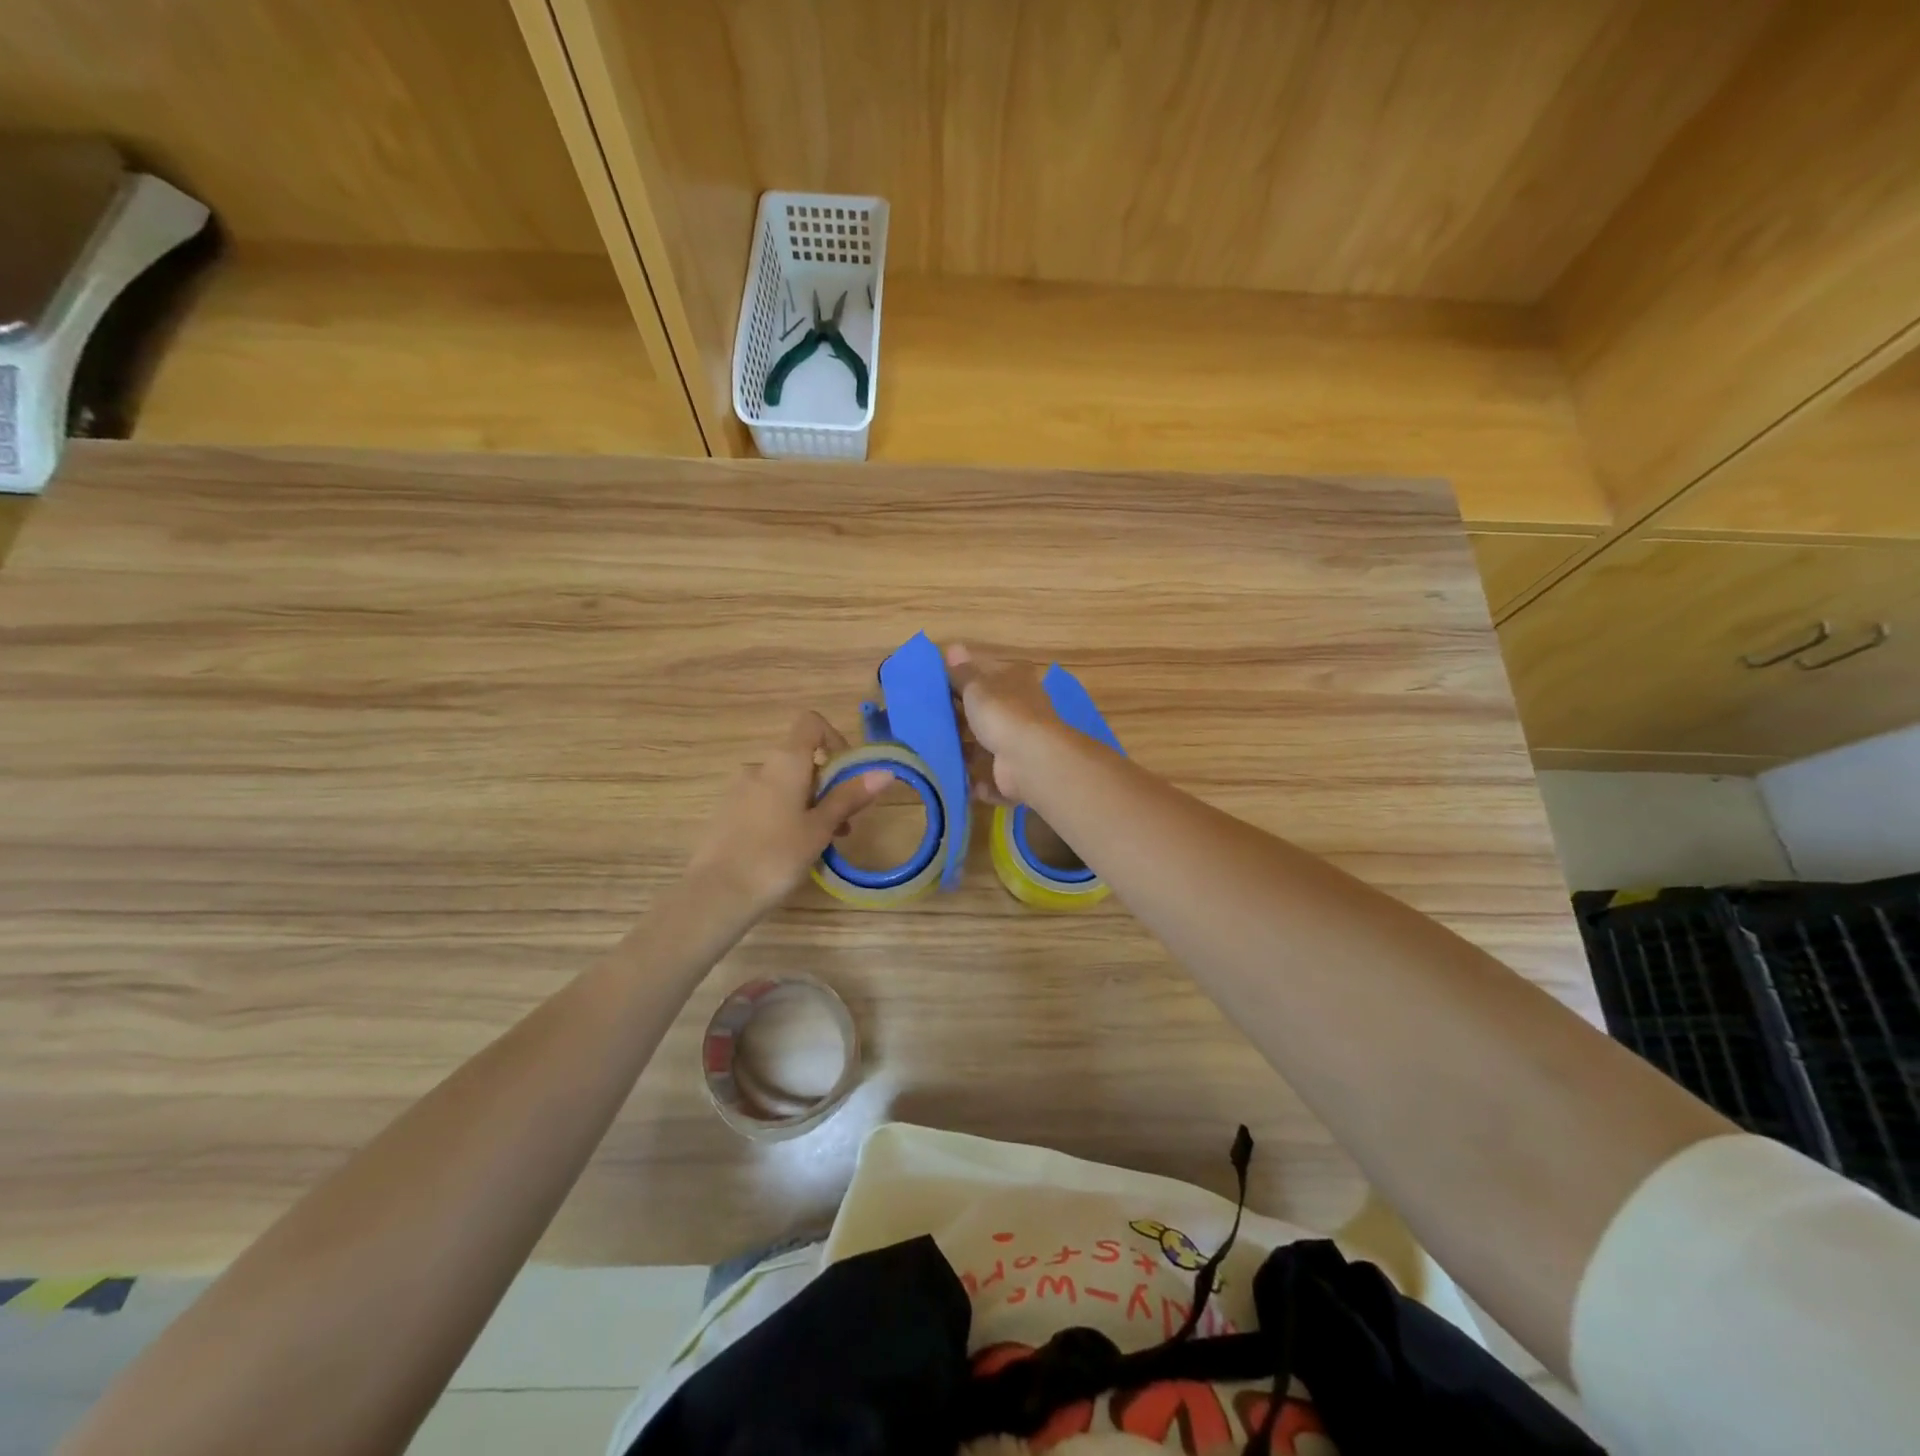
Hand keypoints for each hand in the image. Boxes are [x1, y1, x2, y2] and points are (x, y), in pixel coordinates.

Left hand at [685, 712, 890, 919]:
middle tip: (842, 825)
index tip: (848, 774)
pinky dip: (784, 816)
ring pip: (783, 786)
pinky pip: (764, 803)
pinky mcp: (726, 813)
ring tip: (820, 845)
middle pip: (800, 760)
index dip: (835, 739)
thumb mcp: (820, 827)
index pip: (811, 723)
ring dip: (807, 805)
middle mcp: (759, 767)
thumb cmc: (777, 856)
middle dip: (826, 786)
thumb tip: (884, 771)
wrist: (716, 894)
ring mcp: (738, 790)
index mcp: (784, 762)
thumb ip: (849, 796)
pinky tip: (789, 852)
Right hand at [943, 643, 1064, 804]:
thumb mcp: (977, 687)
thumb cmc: (1002, 714)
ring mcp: (1021, 745)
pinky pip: (993, 777)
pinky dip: (978, 781)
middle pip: (989, 713)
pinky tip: (957, 779)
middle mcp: (1023, 711)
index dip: (968, 680)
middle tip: (931, 722)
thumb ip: (962, 673)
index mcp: (1016, 683)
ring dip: (968, 752)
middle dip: (964, 720)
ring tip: (936, 752)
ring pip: (989, 747)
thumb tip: (953, 647)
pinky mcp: (1017, 775)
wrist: (1029, 761)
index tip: (941, 687)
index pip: (991, 675)